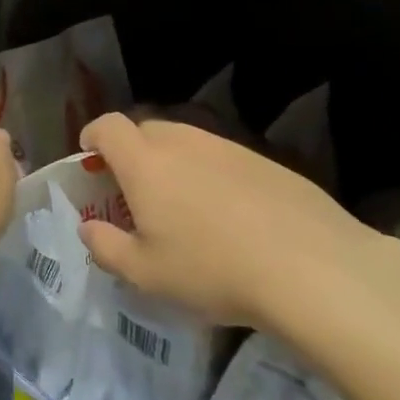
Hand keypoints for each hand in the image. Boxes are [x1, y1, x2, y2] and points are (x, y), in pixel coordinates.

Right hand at [76, 112, 399, 355]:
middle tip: (132, 189)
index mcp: (145, 162)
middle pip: (146, 129)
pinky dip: (209, 173)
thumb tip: (89, 228)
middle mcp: (183, 142)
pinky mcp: (264, 160)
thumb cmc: (212, 269)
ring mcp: (227, 147)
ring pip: (186, 141)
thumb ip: (106, 247)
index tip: (89, 156)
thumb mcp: (145, 274)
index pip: (108, 126)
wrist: (310, 266)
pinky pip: (221, 157)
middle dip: (130, 151)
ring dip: (172, 161)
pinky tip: (227, 213)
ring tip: (181, 204)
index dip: (93, 135)